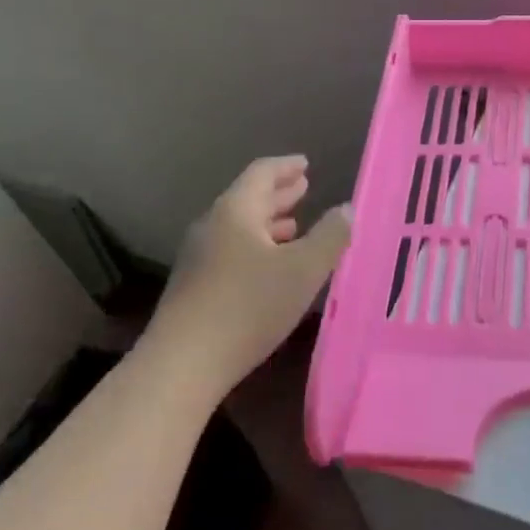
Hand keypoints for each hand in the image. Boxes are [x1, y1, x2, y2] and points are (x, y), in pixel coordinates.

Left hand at [152, 155, 350, 393]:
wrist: (182, 364)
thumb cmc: (249, 306)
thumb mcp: (304, 270)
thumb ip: (331, 236)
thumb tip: (347, 208)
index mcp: (236, 211)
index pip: (262, 173)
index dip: (286, 167)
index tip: (305, 164)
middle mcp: (213, 226)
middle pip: (248, 199)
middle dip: (278, 194)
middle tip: (303, 187)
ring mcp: (199, 258)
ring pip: (239, 228)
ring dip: (268, 222)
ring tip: (293, 225)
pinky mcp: (194, 287)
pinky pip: (231, 251)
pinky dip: (256, 247)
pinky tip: (270, 267)